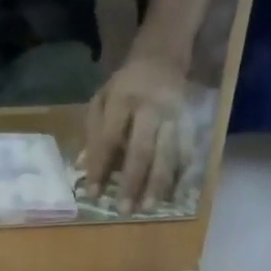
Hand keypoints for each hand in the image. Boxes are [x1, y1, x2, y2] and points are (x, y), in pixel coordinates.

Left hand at [82, 57, 186, 212]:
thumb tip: (81, 167)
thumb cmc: (124, 88)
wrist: (161, 59)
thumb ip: (92, 133)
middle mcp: (150, 108)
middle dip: (132, 182)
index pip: (109, 139)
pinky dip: (180, 176)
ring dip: (158, 184)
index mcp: (122, 100)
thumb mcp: (101, 101)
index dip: (100, 168)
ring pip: (168, 154)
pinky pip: (186, 153)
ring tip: (148, 208)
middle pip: (142, 149)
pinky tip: (172, 197)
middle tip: (124, 210)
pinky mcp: (189, 123)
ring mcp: (173, 116)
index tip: (93, 195)